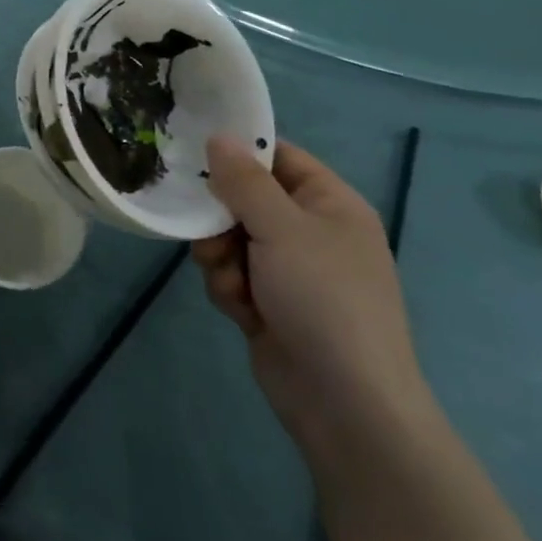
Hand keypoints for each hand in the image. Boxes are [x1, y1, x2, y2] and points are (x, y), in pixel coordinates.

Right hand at [191, 139, 435, 461]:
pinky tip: (241, 312)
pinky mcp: (269, 303)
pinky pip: (231, 274)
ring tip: (231, 282)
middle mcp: (310, 231)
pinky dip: (228, 289)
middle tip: (210, 235)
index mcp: (329, 203)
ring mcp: (290, 270)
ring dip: (220, 258)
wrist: (346, 404)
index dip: (238, 153)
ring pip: (230, 239)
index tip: (195, 156)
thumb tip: (219, 136)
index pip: (277, 157)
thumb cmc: (323, 299)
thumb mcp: (281, 228)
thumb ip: (244, 180)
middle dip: (220, 219)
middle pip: (244, 199)